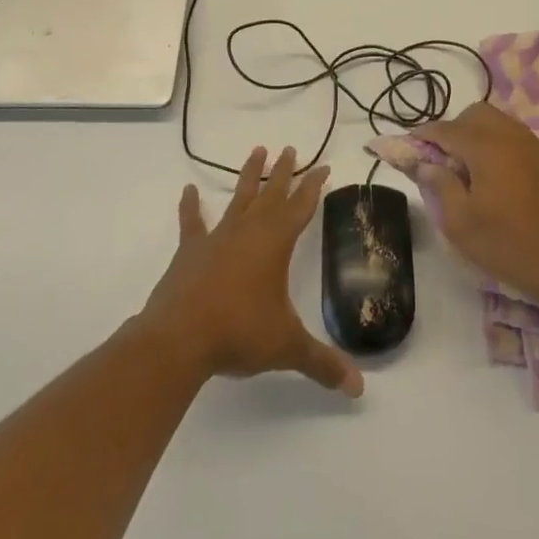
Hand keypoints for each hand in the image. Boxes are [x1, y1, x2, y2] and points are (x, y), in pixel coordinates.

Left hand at [142, 146, 363, 396]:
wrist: (179, 338)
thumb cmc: (239, 333)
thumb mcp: (287, 347)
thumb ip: (322, 364)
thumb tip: (358, 389)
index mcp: (276, 244)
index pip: (301, 207)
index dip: (314, 186)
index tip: (324, 166)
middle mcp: (249, 231)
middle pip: (272, 194)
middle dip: (285, 172)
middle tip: (292, 148)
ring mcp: (217, 238)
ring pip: (239, 198)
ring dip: (249, 176)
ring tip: (257, 151)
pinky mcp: (190, 251)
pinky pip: (192, 222)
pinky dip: (190, 207)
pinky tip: (187, 191)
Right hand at [417, 102, 538, 309]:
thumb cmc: (508, 246)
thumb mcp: (461, 224)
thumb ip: (441, 186)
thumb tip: (427, 164)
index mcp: (487, 147)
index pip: (447, 128)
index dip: (425, 134)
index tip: (411, 145)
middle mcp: (514, 137)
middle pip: (478, 114)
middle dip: (456, 128)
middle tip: (445, 158)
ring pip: (504, 124)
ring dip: (483, 136)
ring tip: (475, 169)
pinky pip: (524, 142)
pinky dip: (507, 149)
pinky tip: (506, 179)